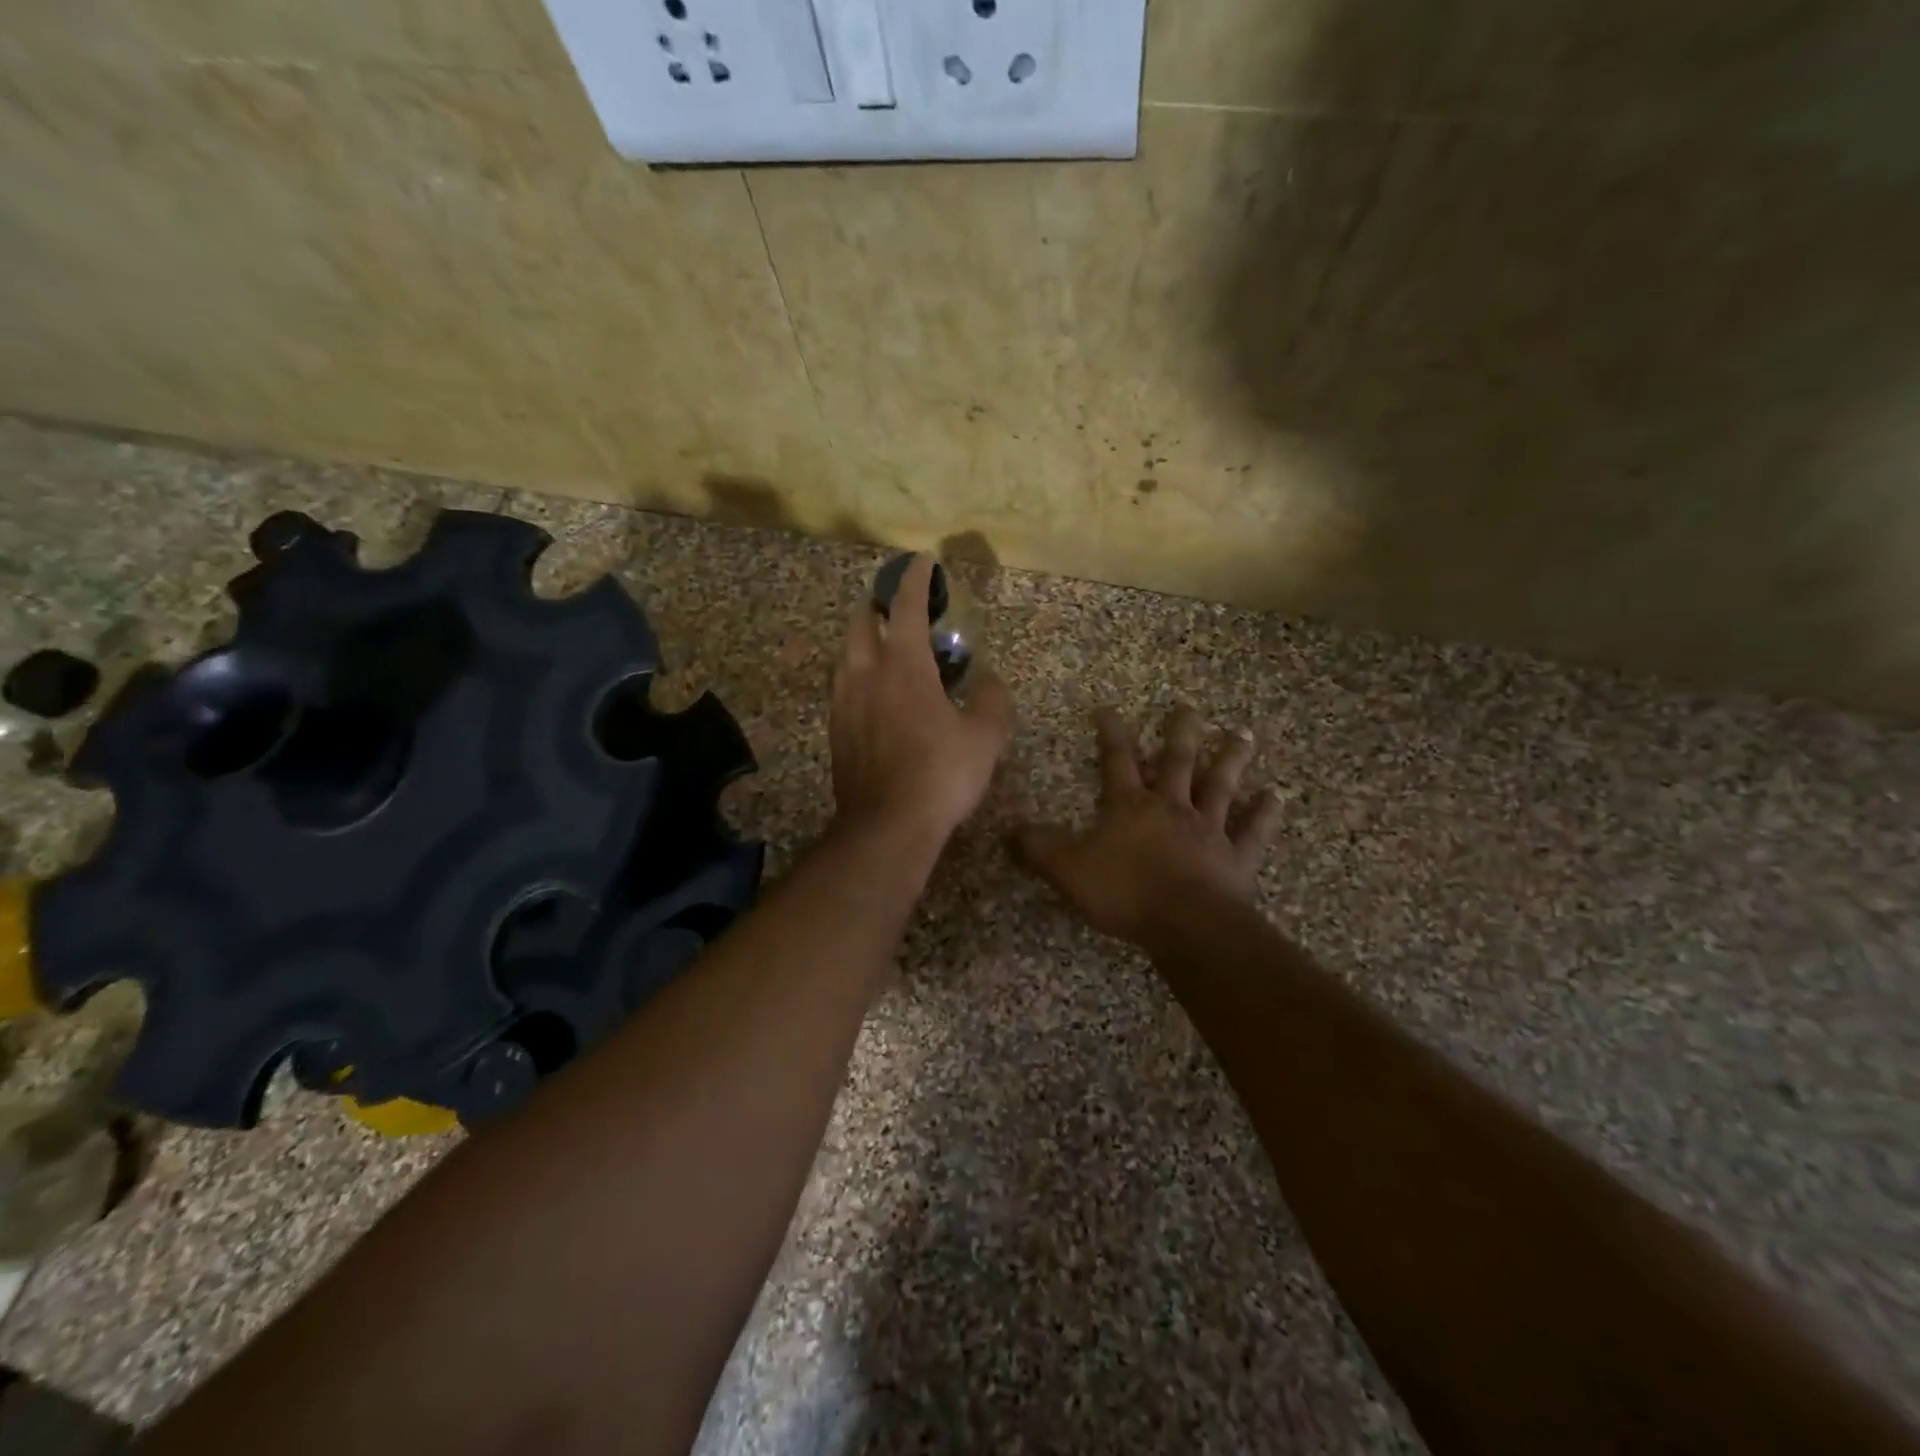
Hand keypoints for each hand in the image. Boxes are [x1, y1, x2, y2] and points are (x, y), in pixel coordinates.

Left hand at [829, 554, 1013, 850]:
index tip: (921, 562)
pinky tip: (874, 695)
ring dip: (863, 641)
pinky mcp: (836, 731)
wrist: (886, 826)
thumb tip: (990, 684)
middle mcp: (865, 675)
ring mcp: (844, 703)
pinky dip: (858, 675)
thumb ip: (992, 702)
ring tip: (885, 649)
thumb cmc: (940, 775)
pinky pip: (843, 687)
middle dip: (877, 605)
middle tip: (897, 607)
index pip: (905, 607)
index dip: (914, 580)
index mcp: (903, 666)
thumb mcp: (984, 738)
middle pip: (861, 622)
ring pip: (846, 655)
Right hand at [1016, 704, 1280, 943]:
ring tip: (1242, 733)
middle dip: (1180, 732)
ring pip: (1220, 786)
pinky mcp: (1236, 858)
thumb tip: (1010, 829)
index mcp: (1130, 806)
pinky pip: (1252, 831)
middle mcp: (1172, 808)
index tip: (1109, 708)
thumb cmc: (1125, 892)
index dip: (1111, 734)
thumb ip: (1039, 848)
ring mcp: (1208, 830)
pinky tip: (1275, 796)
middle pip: (1177, 761)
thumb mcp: (1068, 870)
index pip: (1117, 760)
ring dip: (1230, 759)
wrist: (1186, 924)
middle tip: (1190, 706)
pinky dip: (1264, 813)